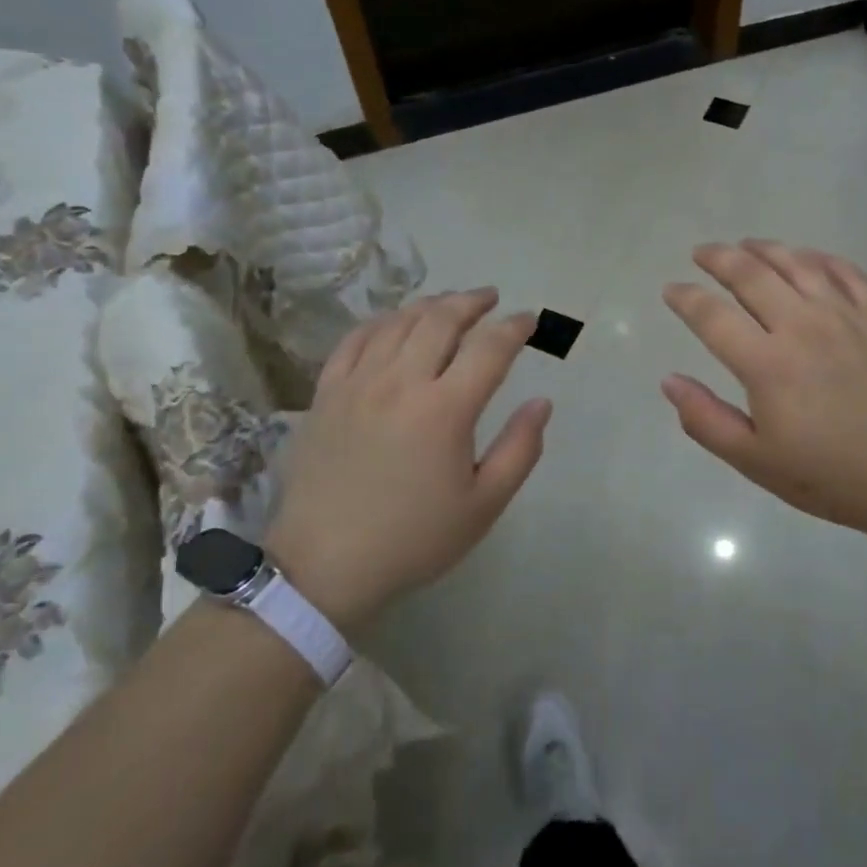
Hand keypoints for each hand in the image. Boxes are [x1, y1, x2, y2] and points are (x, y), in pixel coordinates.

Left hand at [265, 290, 551, 629]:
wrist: (325, 566)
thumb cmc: (413, 539)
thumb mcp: (483, 505)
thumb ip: (520, 449)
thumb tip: (542, 403)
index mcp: (445, 409)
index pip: (490, 348)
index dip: (514, 328)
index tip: (529, 321)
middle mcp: (401, 382)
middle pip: (442, 320)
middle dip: (472, 302)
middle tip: (491, 299)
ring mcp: (358, 383)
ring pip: (399, 322)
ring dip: (430, 305)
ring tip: (450, 304)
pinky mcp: (327, 393)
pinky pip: (355, 339)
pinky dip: (382, 322)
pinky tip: (394, 322)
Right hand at [661, 240, 866, 543]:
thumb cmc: (831, 476)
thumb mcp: (756, 461)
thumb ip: (706, 420)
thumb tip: (669, 381)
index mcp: (766, 364)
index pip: (712, 316)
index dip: (686, 298)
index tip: (671, 290)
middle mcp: (801, 326)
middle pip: (751, 275)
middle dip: (719, 258)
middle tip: (701, 253)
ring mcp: (845, 316)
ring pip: (796, 263)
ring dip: (765, 248)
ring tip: (745, 245)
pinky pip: (846, 272)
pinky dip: (820, 257)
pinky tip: (807, 257)